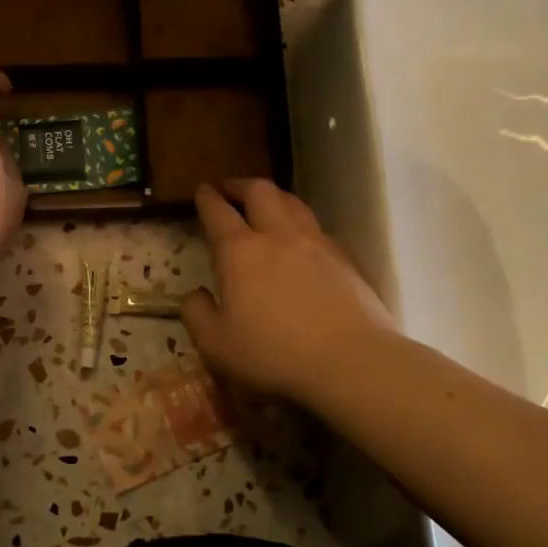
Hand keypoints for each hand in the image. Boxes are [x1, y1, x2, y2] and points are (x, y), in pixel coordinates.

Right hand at [181, 179, 395, 408]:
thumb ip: (196, 314)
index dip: (207, 198)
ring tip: (266, 203)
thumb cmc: (274, 354)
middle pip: (260, 192)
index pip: (218, 212)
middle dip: (241, 185)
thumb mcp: (216, 344)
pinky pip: (317, 227)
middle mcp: (278, 236)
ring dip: (274, 196)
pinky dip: (301, 223)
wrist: (351, 361)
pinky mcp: (345, 259)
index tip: (202, 190)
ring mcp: (316, 243)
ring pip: (293, 203)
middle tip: (230, 190)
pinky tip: (301, 239)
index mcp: (240, 252)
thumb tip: (196, 295)